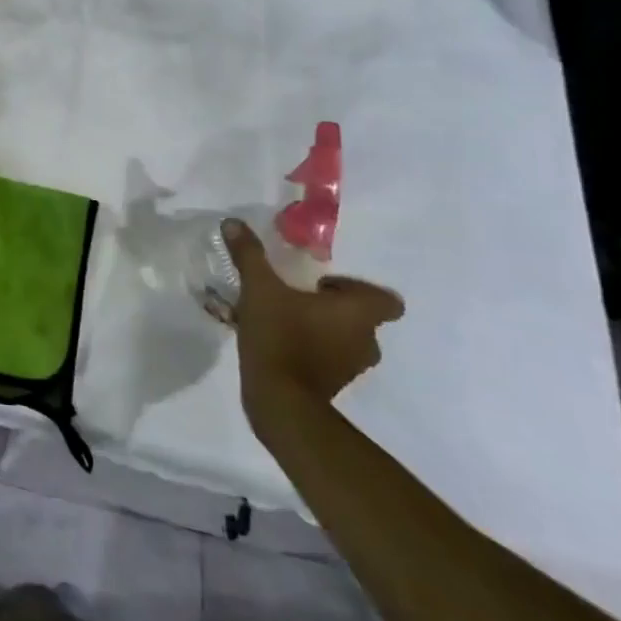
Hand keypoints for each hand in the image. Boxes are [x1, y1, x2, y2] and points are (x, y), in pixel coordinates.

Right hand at [223, 219, 402, 427]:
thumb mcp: (258, 288)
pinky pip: (330, 358)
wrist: (280, 398)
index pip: (387, 300)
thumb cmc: (280, 335)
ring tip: (284, 321)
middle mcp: (366, 339)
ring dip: (322, 329)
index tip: (322, 285)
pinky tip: (279, 344)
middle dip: (332, 307)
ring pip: (345, 339)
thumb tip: (233, 222)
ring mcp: (352, 366)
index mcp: (358, 313)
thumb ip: (249, 255)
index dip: (358, 288)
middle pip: (362, 317)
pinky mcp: (335, 384)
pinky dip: (313, 351)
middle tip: (297, 299)